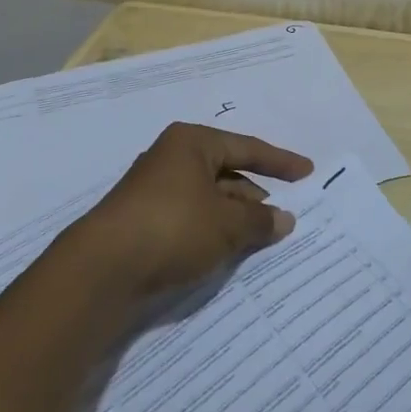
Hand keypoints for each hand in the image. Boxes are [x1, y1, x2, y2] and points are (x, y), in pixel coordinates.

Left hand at [71, 123, 312, 296]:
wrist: (103, 268)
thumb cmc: (173, 227)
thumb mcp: (226, 223)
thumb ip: (259, 220)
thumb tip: (284, 219)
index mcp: (191, 143)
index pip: (246, 147)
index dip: (279, 161)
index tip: (307, 171)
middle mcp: (172, 158)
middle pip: (226, 172)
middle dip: (255, 194)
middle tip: (284, 214)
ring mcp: (154, 190)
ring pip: (208, 198)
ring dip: (235, 216)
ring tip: (262, 237)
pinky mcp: (144, 221)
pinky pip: (191, 219)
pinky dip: (213, 230)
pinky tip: (228, 251)